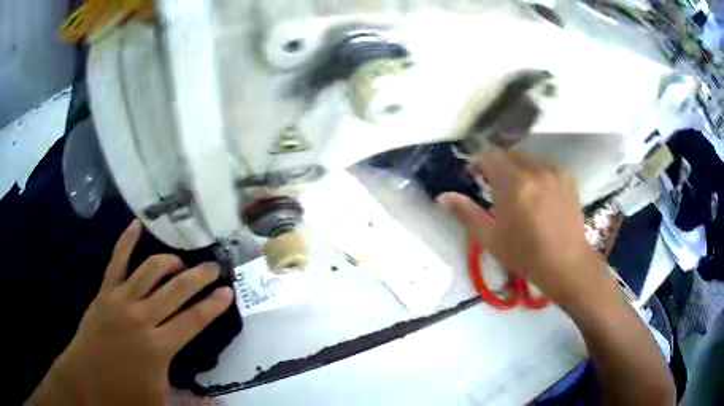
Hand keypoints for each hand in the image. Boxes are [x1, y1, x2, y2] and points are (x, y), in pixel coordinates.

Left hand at [28, 220, 233, 405]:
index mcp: (158, 347)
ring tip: (181, 262)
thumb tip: (217, 403)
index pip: (193, 320)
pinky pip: (116, 260)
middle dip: (199, 276)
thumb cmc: (124, 394)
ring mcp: (120, 300)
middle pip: (176, 289)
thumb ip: (191, 402)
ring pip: (150, 270)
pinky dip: (126, 240)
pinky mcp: (104, 291)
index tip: (228, 291)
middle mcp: (142, 317)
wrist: (85, 380)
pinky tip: (136, 224)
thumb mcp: (162, 404)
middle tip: (214, 267)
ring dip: (170, 261)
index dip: (213, 305)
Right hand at [438, 150, 601, 303]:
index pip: (489, 157)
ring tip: (517, 190)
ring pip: (527, 158)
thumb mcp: (492, 239)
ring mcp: (554, 171)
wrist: (567, 264)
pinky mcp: (567, 177)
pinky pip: (544, 165)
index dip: (478, 164)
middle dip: (497, 165)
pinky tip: (537, 192)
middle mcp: (535, 170)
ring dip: (516, 168)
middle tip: (493, 186)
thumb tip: (442, 197)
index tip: (474, 177)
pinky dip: (535, 172)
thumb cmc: (526, 256)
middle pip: (508, 155)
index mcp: (514, 184)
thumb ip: (466, 214)